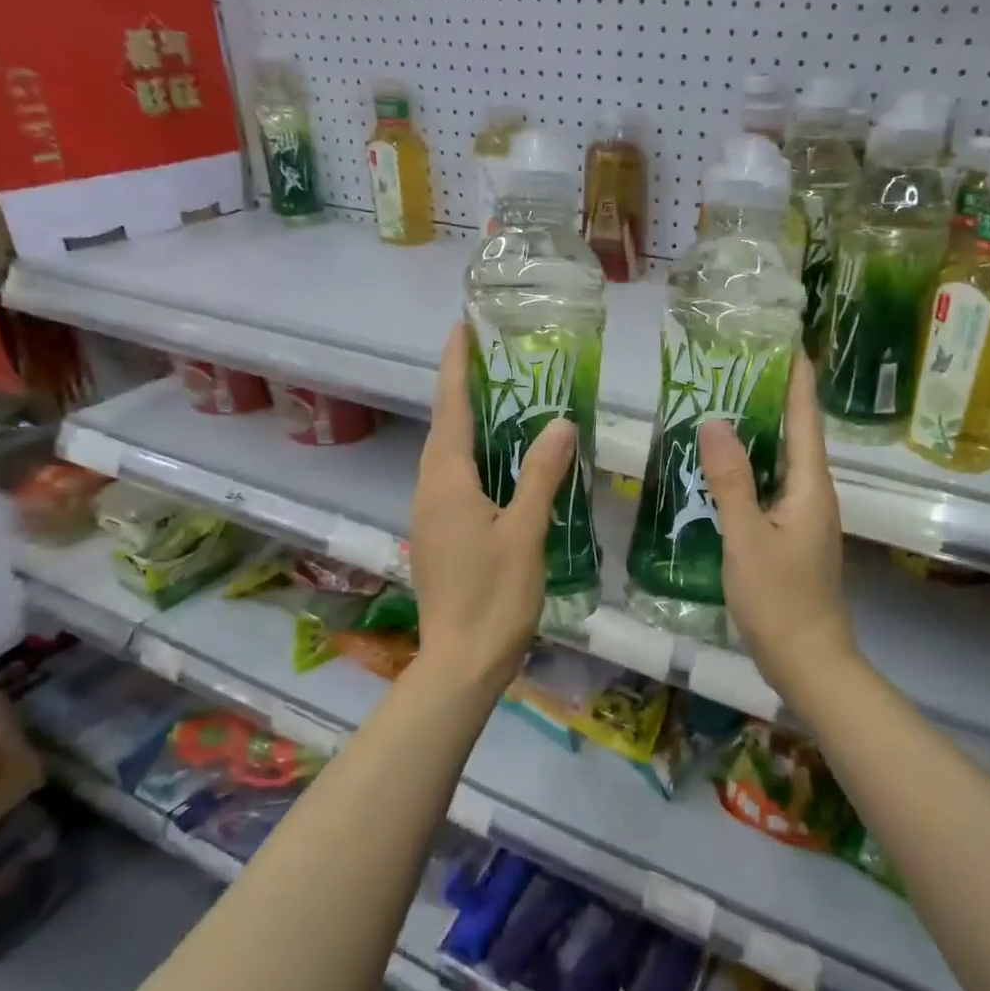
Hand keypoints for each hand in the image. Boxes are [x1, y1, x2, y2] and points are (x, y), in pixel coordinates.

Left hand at [410, 323, 577, 691]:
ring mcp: (431, 515)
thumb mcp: (525, 531)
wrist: (461, 662)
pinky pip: (456, 480)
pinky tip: (506, 462)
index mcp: (446, 481)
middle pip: (446, 427)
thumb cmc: (494, 595)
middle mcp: (430, 490)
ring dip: (471, 423)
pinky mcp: (440, 536)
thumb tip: (559, 423)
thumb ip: (541, 475)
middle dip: (465, 389)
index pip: (449, 408)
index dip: (456, 366)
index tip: (462, 328)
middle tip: (499, 360)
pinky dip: (477, 457)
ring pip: (450, 455)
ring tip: (507, 400)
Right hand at [698, 354, 855, 696]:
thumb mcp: (747, 537)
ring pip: (783, 463)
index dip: (797, 379)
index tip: (786, 341)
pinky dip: (751, 469)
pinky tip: (722, 469)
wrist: (808, 661)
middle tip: (737, 367)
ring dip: (759, 433)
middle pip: (796, 435)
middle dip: (773, 398)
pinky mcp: (792, 537)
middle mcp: (814, 494)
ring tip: (724, 406)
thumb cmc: (780, 599)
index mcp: (811, 486)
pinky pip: (772, 488)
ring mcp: (805, 517)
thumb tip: (714, 422)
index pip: (805, 418)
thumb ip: (731, 480)